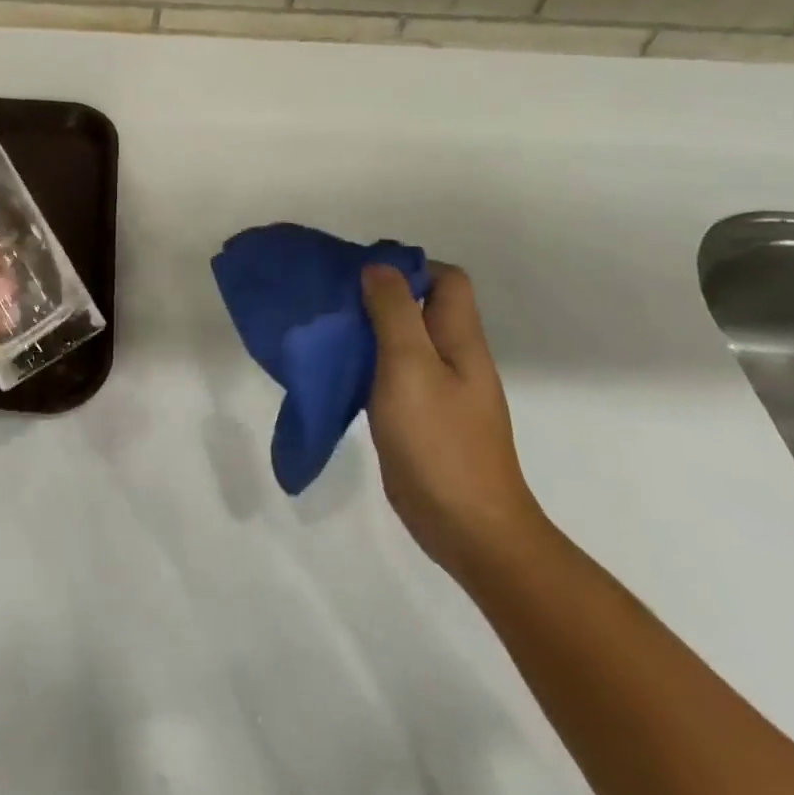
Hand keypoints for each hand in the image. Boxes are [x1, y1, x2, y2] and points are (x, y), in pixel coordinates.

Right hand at [360, 263, 544, 581]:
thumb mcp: (411, 367)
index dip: (409, 268)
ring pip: (402, 340)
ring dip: (368, 330)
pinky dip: (366, 363)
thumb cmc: (439, 442)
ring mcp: (437, 389)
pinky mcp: (418, 416)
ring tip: (327, 330)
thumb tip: (378, 267)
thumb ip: (394, 314)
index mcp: (460, 339)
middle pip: (421, 307)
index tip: (361, 274)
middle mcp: (453, 357)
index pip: (447, 280)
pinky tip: (338, 370)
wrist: (466, 527)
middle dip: (379, 296)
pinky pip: (391, 373)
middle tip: (333, 300)